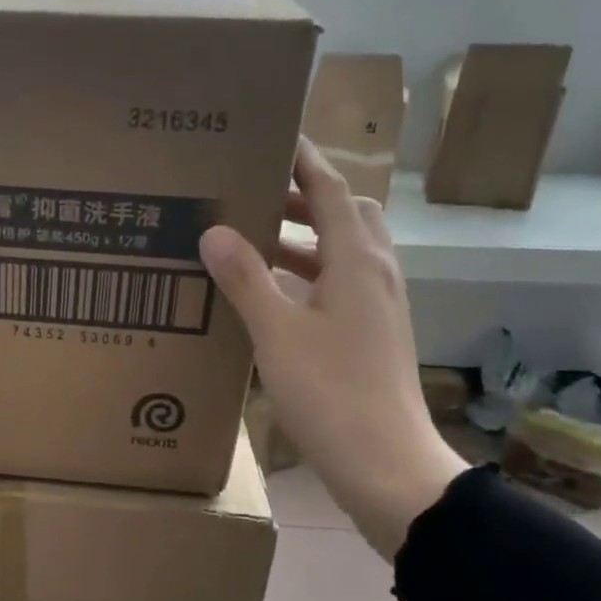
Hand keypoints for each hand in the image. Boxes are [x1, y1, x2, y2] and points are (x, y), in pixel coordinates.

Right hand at [202, 138, 466, 556]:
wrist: (386, 465)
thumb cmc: (331, 393)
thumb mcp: (277, 333)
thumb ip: (246, 278)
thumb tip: (214, 229)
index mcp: (357, 261)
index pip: (330, 188)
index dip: (302, 159)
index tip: (269, 135)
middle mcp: (375, 273)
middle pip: (343, 214)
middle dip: (301, 196)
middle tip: (252, 193)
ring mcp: (378, 306)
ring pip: (341, 252)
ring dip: (302, 238)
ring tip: (251, 240)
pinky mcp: (372, 334)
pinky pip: (339, 285)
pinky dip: (306, 275)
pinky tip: (270, 297)